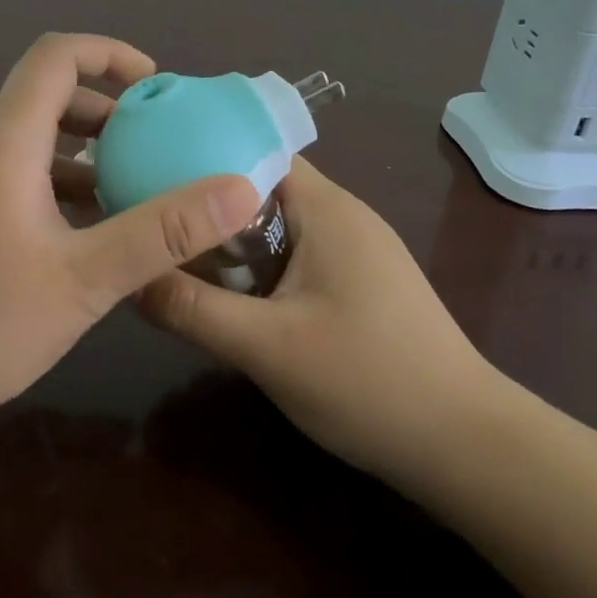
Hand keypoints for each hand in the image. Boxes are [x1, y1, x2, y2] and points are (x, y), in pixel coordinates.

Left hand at [0, 34, 258, 429]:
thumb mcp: (83, 280)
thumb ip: (162, 231)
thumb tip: (239, 189)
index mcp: (3, 138)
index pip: (56, 55)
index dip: (111, 54)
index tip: (157, 87)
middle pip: (45, 95)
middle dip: (107, 110)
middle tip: (158, 145)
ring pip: (27, 140)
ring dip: (82, 153)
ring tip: (132, 192)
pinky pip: (8, 174)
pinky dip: (53, 184)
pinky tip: (80, 237)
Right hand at [138, 156, 503, 483]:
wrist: (467, 447)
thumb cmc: (369, 382)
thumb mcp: (266, 348)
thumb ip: (193, 310)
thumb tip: (129, 279)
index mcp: (326, 207)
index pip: (255, 151)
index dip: (202, 153)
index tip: (152, 170)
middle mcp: (343, 214)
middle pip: (262, 186)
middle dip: (209, 201)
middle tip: (154, 218)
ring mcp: (356, 249)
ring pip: (278, 223)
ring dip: (233, 236)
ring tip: (178, 251)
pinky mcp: (361, 281)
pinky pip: (297, 252)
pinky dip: (260, 262)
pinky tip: (232, 293)